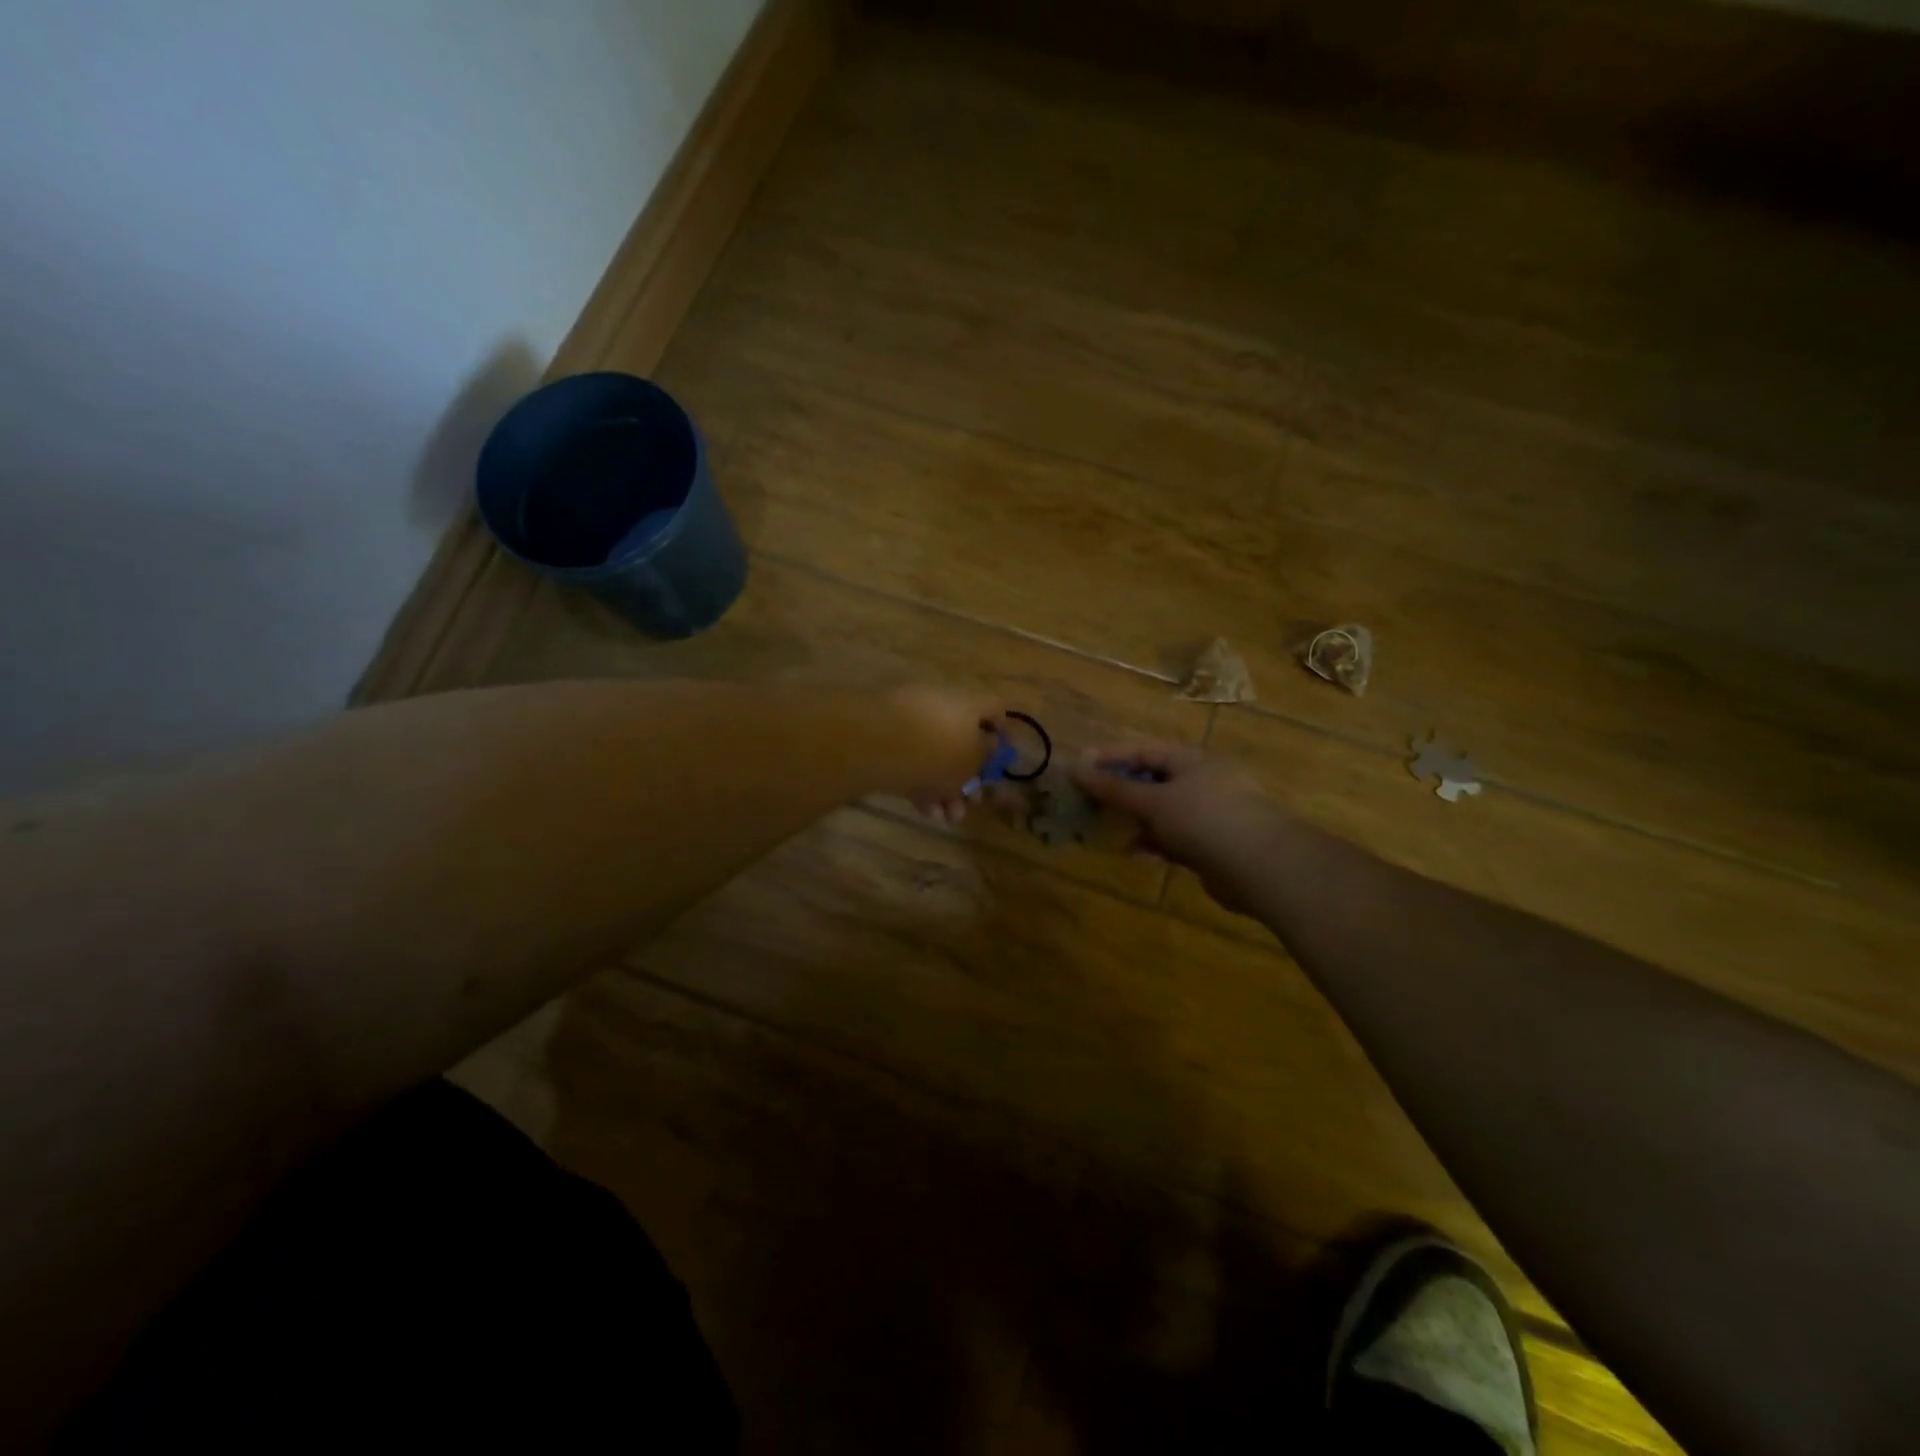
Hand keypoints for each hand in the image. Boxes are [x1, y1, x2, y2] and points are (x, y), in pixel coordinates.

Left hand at [880, 685, 1006, 820]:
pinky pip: (911, 760)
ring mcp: (910, 720)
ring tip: (947, 817)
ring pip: (936, 755)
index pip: (995, 709)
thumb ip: (986, 756)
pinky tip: (925, 810)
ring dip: (946, 788)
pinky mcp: (886, 738)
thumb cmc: (937, 750)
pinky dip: (921, 783)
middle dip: (969, 776)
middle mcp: (941, 704)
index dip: (1003, 734)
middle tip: (972, 802)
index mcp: (969, 701)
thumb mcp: (973, 760)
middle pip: (962, 739)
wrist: (874, 743)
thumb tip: (990, 747)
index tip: (1003, 762)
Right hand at [1070, 741, 1286, 910]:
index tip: (1079, 771)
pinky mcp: (1210, 845)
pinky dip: (1151, 841)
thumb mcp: (1154, 801)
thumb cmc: (1205, 819)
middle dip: (1119, 791)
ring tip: (1101, 828)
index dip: (1110, 758)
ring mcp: (1207, 814)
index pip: (1143, 750)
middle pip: (1151, 780)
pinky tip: (1131, 850)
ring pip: (1160, 811)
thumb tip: (1075, 769)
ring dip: (1133, 819)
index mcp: (1191, 760)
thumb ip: (1115, 789)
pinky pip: (1172, 837)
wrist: (1262, 867)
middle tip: (1085, 802)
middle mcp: (1201, 782)